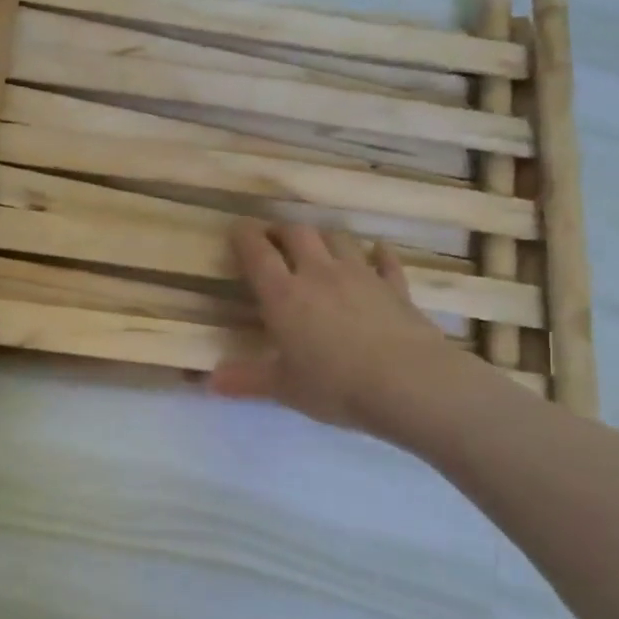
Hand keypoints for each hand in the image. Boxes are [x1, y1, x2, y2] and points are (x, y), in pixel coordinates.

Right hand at [209, 220, 492, 447]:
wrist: (408, 384)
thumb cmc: (334, 385)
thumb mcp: (283, 388)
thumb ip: (246, 380)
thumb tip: (210, 382)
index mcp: (284, 296)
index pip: (257, 253)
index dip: (244, 237)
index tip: (236, 230)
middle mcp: (319, 275)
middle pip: (298, 234)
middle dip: (282, 230)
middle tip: (273, 239)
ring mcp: (361, 276)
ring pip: (338, 239)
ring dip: (324, 237)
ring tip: (317, 245)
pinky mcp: (396, 287)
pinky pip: (385, 261)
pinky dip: (378, 254)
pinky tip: (376, 252)